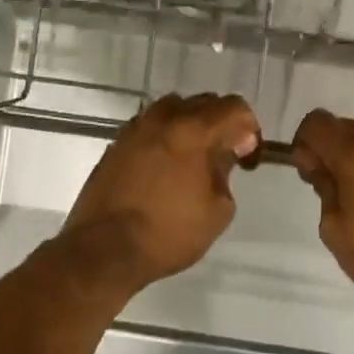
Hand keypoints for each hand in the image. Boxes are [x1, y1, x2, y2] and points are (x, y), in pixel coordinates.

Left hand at [65, 93, 261, 288]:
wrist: (104, 250)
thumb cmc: (168, 234)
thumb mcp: (217, 210)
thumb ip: (225, 173)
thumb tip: (221, 156)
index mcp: (192, 130)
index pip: (233, 107)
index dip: (249, 127)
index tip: (246, 155)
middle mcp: (162, 119)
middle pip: (202, 102)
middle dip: (220, 123)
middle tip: (224, 154)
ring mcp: (134, 129)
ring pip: (171, 110)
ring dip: (189, 126)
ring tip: (192, 158)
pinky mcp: (115, 145)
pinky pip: (148, 127)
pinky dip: (164, 137)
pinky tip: (165, 167)